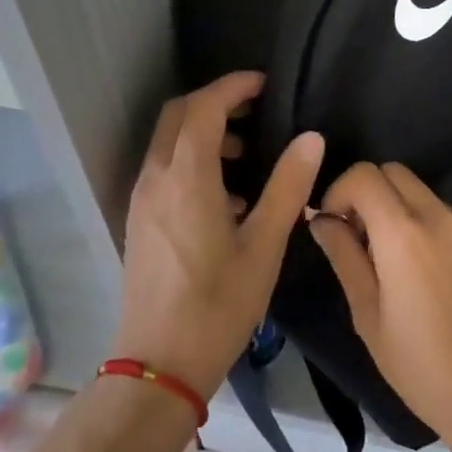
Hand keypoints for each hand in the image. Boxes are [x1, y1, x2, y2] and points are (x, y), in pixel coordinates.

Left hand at [113, 73, 323, 400]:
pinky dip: (192, 159)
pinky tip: (227, 196)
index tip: (265, 84)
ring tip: (248, 156)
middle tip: (256, 110)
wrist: (158, 366)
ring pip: (168, 141)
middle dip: (215, 102)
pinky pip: (164, 168)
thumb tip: (311, 138)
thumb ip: (288, 185)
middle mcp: (156, 178)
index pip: (204, 107)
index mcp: (187, 177)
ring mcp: (142, 199)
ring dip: (204, 132)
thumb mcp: (264, 245)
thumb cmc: (218, 305)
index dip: (234, 87)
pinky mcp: (139, 220)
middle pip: (178, 114)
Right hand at [307, 161, 451, 449]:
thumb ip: (343, 256)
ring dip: (400, 210)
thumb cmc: (420, 365)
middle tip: (360, 239)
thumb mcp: (367, 315)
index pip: (363, 174)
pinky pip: (450, 219)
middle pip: (394, 172)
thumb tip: (321, 219)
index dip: (339, 191)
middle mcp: (439, 216)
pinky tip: (431, 278)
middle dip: (368, 193)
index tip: (334, 225)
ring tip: (395, 263)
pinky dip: (429, 229)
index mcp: (403, 231)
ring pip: (423, 194)